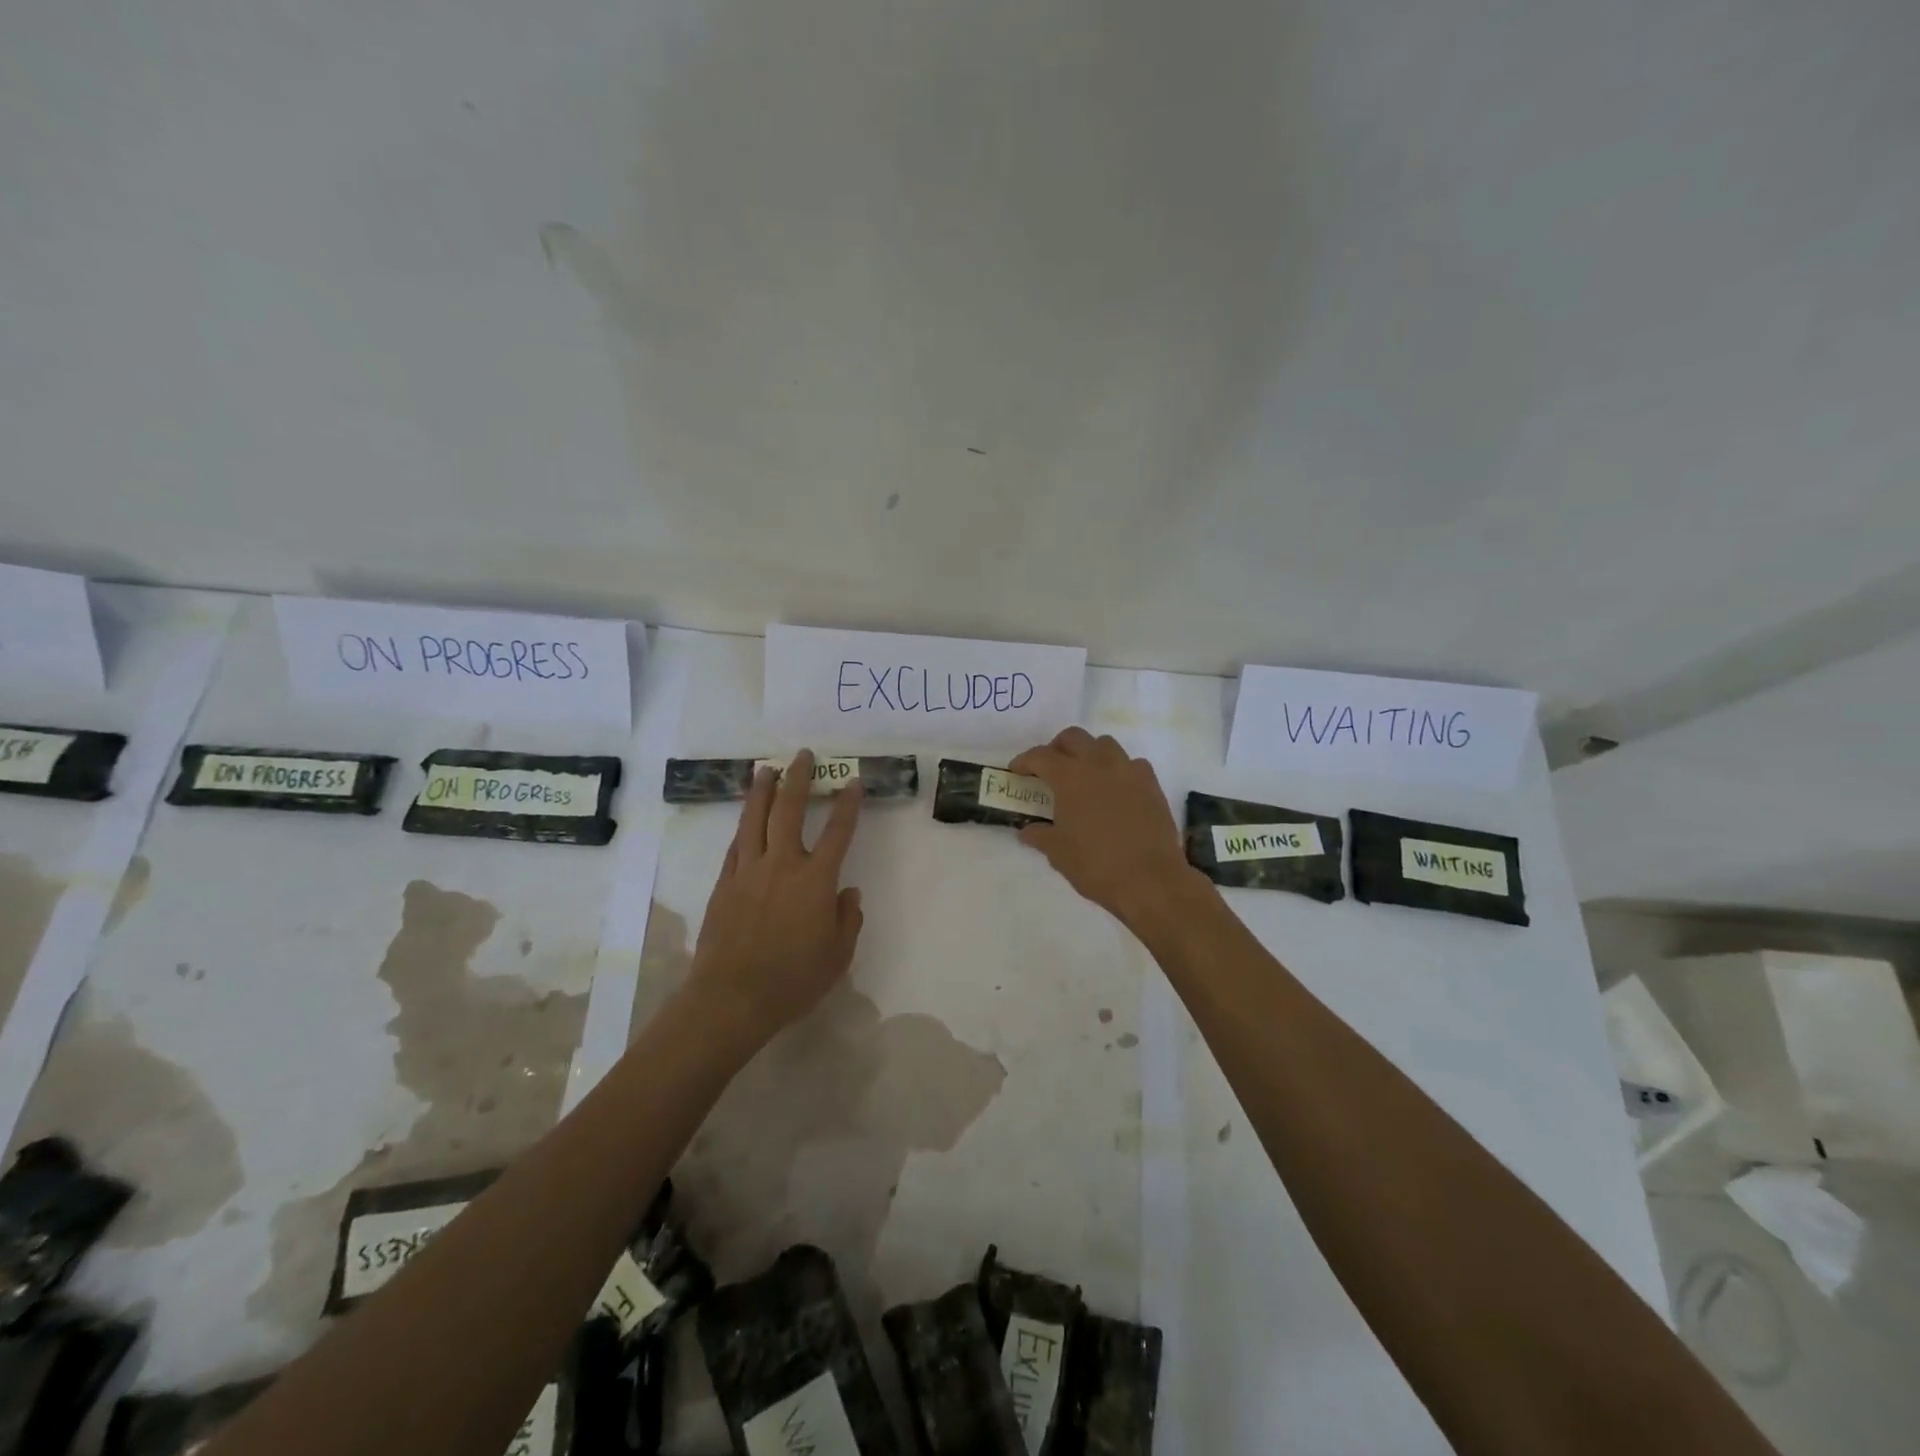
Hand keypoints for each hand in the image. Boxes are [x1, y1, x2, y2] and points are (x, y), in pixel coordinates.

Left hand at [683, 749, 864, 1050]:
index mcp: (815, 880)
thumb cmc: (793, 980)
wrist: (731, 998)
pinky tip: (745, 818)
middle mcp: (782, 865)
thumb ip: (848, 920)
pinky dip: (743, 826)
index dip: (848, 804)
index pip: (837, 832)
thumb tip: (848, 892)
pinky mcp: (724, 884)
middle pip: (789, 810)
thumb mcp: (837, 956)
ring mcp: (748, 871)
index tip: (852, 782)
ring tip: (765, 769)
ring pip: (754, 820)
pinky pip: (735, 845)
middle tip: (802, 755)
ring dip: (762, 791)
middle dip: (798, 779)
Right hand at [1009, 727, 1199, 930]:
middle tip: (1049, 768)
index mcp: (1070, 777)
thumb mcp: (1058, 853)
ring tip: (1084, 775)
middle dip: (1056, 748)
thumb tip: (1027, 831)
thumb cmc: (1096, 865)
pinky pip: (1131, 763)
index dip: (1024, 761)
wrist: (1150, 880)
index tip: (1016, 772)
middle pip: (1073, 737)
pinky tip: (1115, 789)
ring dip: (1089, 752)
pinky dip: (1118, 769)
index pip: (1040, 756)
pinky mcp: (1151, 783)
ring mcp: (1128, 770)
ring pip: (1104, 744)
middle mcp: (1099, 764)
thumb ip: (1040, 835)